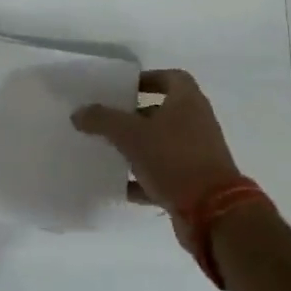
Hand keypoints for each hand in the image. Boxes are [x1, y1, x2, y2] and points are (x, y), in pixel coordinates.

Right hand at [71, 68, 242, 216]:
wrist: (212, 212)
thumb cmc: (174, 159)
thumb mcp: (131, 135)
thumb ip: (103, 120)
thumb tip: (78, 113)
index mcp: (188, 102)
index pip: (170, 78)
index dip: (147, 79)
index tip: (123, 89)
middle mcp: (197, 124)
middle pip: (164, 112)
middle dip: (135, 115)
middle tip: (108, 120)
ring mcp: (197, 155)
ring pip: (162, 145)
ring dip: (138, 147)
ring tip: (108, 150)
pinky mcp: (194, 183)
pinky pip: (163, 175)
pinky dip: (142, 179)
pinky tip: (118, 185)